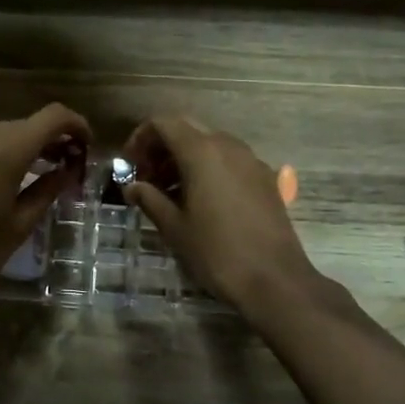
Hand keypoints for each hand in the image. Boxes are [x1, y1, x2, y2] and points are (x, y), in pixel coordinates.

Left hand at [0, 103, 91, 297]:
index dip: (76, 125)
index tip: (88, 147)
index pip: (52, 117)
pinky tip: (9, 179)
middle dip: (54, 139)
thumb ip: (47, 190)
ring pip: (5, 132)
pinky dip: (4, 152)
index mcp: (6, 150)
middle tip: (70, 167)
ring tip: (44, 173)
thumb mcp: (20, 225)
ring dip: (28, 145)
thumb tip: (67, 171)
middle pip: (28, 123)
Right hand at [122, 116, 316, 311]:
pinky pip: (230, 160)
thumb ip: (150, 199)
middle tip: (146, 176)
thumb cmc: (217, 252)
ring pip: (210, 143)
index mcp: (201, 152)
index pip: (163, 123)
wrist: (275, 280)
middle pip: (187, 129)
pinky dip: (208, 168)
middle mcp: (228, 146)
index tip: (130, 164)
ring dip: (185, 158)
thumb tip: (132, 187)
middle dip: (162, 147)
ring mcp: (251, 160)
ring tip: (170, 192)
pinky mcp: (266, 178)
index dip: (141, 138)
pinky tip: (201, 200)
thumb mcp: (174, 228)